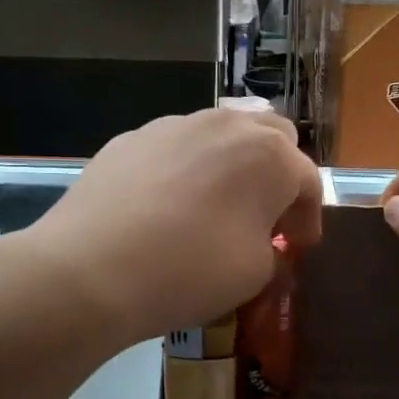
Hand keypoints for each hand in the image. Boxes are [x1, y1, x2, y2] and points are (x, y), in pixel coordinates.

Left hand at [29, 109, 322, 346]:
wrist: (90, 268)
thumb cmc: (190, 271)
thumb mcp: (255, 274)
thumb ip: (272, 248)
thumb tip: (263, 241)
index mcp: (269, 155)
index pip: (308, 180)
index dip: (308, 217)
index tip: (299, 246)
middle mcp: (226, 125)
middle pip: (271, 136)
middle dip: (277, 172)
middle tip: (266, 215)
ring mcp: (174, 125)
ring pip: (219, 134)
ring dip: (231, 164)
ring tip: (215, 205)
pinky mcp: (132, 137)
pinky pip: (175, 147)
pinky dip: (185, 169)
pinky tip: (165, 206)